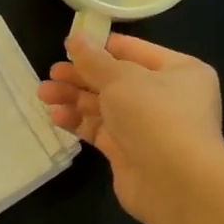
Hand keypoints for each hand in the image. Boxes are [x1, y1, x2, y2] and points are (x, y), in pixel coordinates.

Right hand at [38, 34, 223, 223]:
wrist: (175, 183)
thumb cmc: (155, 116)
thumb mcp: (121, 78)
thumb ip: (94, 60)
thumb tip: (75, 39)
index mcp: (179, 71)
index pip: (134, 51)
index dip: (101, 47)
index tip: (69, 45)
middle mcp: (167, 97)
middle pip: (117, 80)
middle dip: (82, 76)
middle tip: (52, 72)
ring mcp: (148, 128)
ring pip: (106, 106)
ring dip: (75, 99)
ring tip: (44, 94)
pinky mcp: (130, 153)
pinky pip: (101, 131)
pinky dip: (79, 122)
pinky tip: (56, 117)